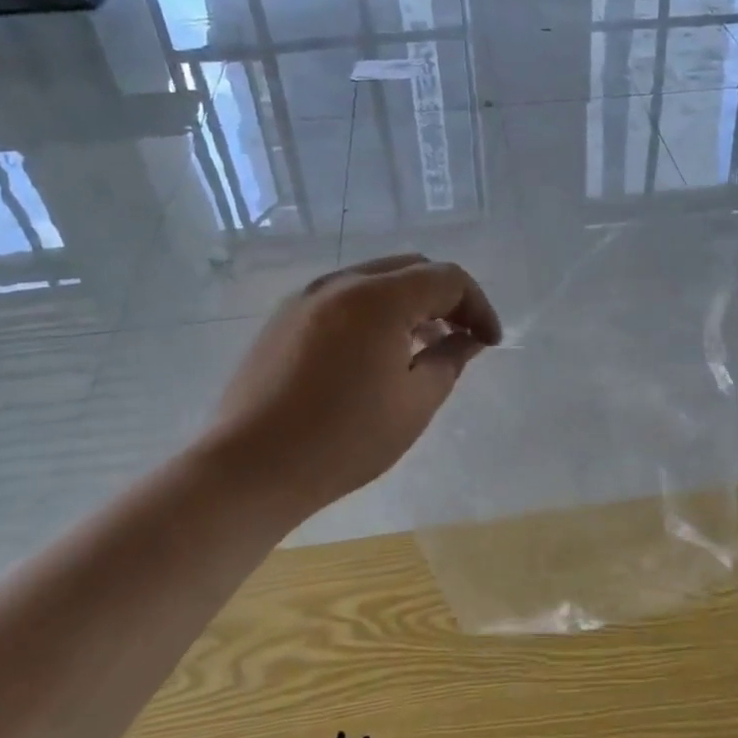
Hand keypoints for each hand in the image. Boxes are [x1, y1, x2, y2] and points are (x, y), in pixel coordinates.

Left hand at [207, 254, 501, 517]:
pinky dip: (374, 311)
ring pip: (376, 280)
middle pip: (411, 268)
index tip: (488, 343)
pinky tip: (375, 354)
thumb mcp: (414, 403)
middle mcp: (341, 282)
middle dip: (446, 298)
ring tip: (421, 347)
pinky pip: (344, 298)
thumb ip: (449, 360)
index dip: (478, 306)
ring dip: (409, 303)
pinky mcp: (284, 318)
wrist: (249, 468)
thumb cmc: (343, 439)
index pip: (447, 278)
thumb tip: (468, 340)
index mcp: (379, 298)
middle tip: (461, 338)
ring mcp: (306, 297)